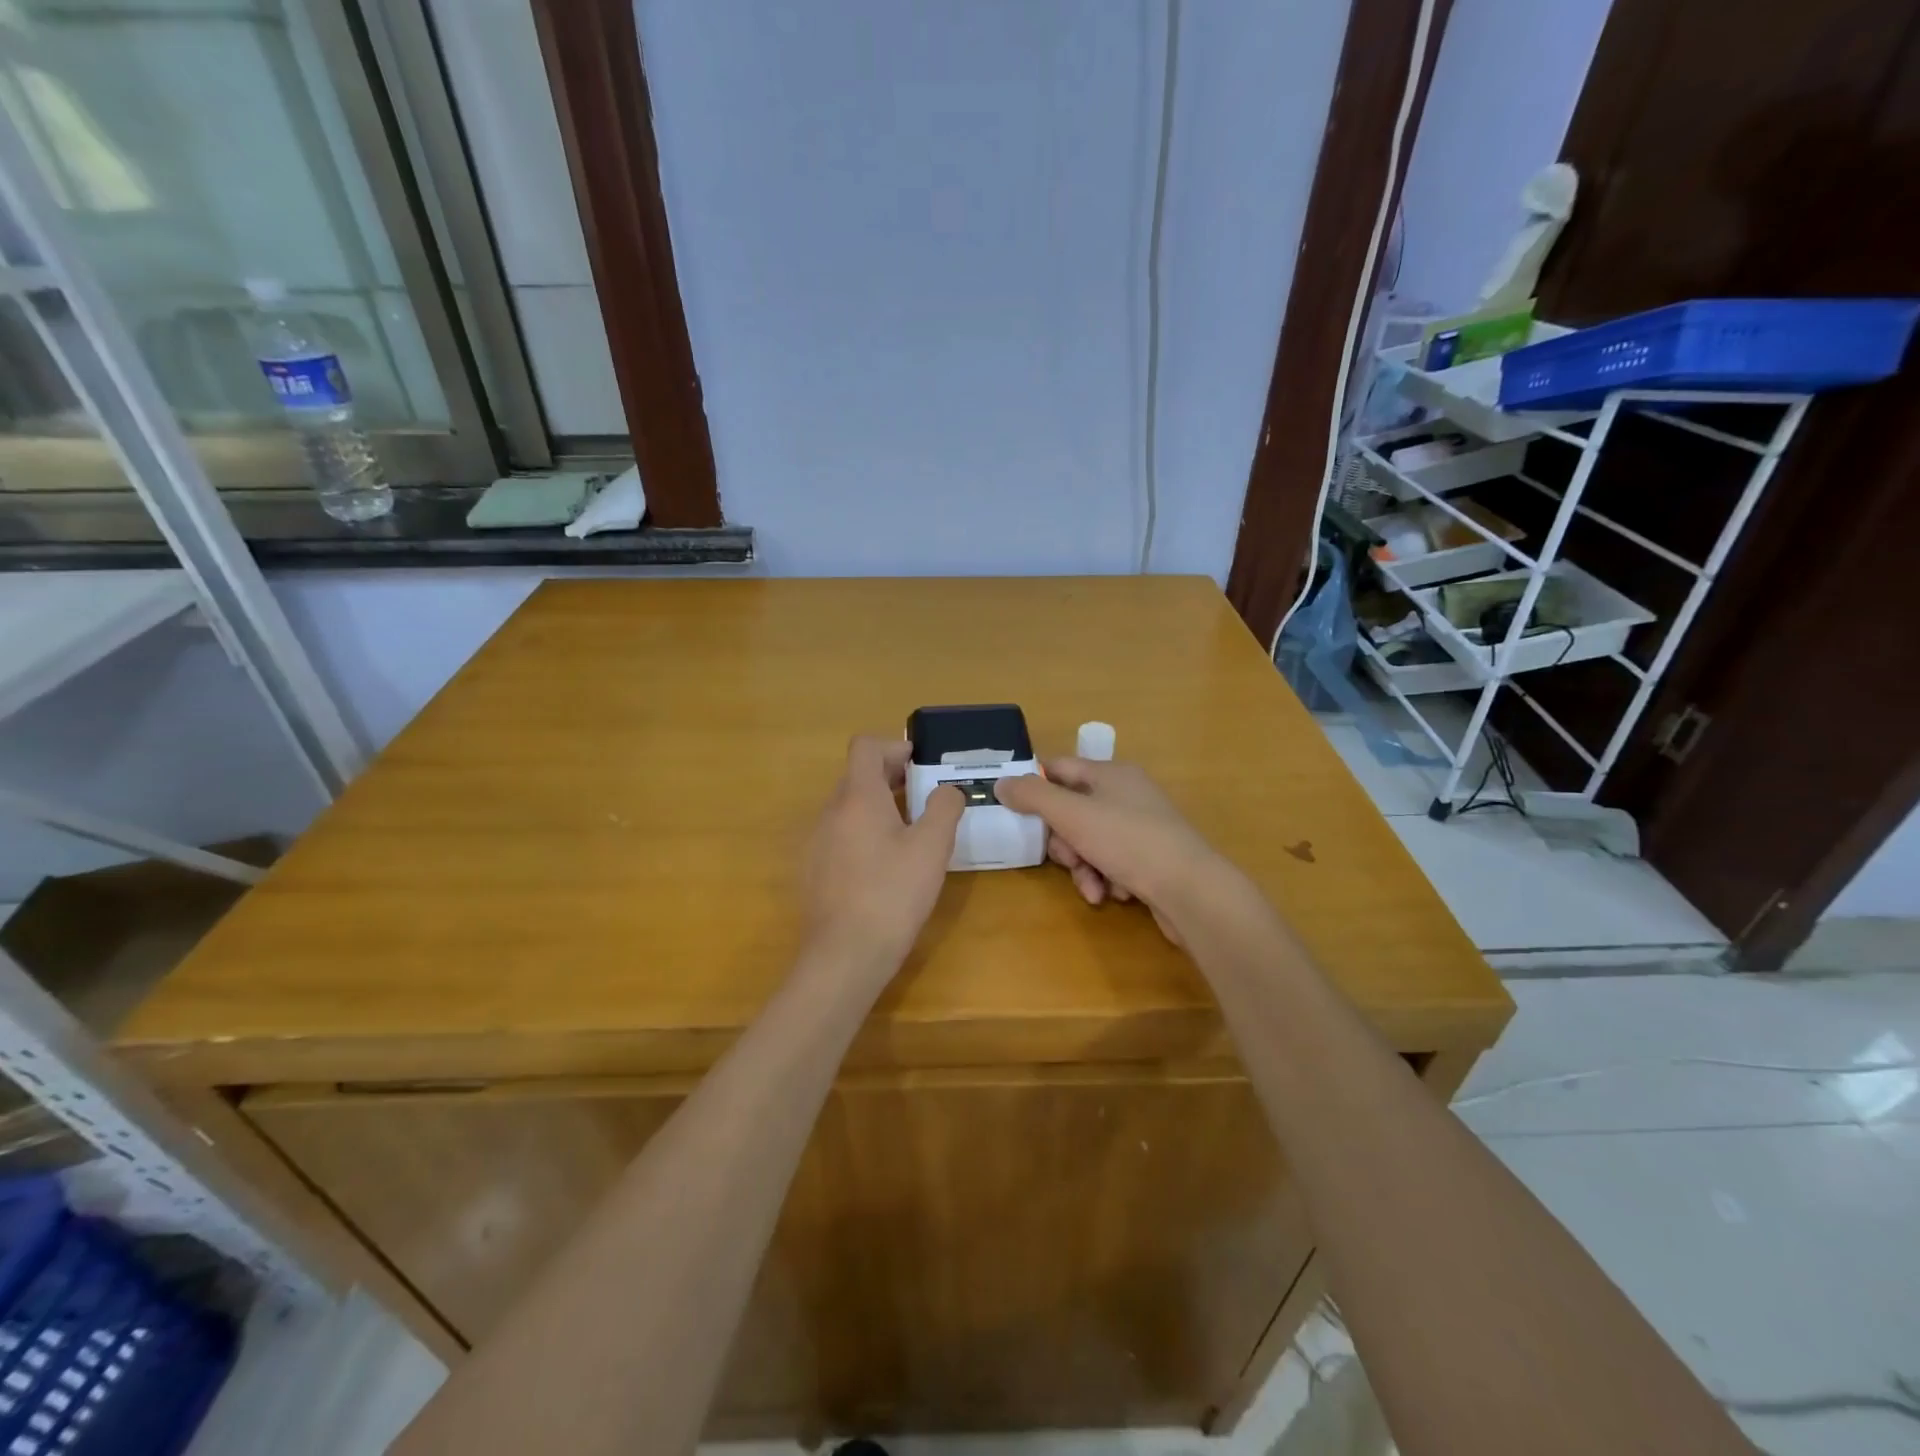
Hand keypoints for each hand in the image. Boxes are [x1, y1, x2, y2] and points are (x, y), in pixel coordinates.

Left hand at [803, 736, 964, 969]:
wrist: (844, 956)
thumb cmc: (892, 894)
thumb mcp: (932, 848)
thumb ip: (944, 808)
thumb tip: (947, 790)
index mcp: (858, 797)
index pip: (865, 747)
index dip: (894, 747)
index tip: (921, 765)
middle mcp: (831, 812)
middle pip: (858, 776)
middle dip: (891, 777)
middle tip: (924, 797)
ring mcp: (817, 842)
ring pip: (849, 808)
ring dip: (879, 806)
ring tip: (910, 832)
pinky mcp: (815, 870)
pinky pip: (841, 835)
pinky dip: (864, 833)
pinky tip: (886, 866)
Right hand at [994, 758, 1220, 942]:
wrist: (1191, 890)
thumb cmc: (1128, 842)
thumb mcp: (1072, 815)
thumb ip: (1033, 797)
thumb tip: (1001, 783)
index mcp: (1111, 774)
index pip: (1059, 768)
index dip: (1034, 786)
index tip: (1015, 811)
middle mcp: (1128, 795)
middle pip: (1073, 811)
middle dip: (1062, 841)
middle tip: (1065, 858)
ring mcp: (1142, 827)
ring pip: (1090, 842)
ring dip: (1082, 867)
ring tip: (1091, 887)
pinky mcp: (1151, 859)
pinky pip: (1112, 863)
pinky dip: (1105, 879)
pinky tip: (1112, 894)